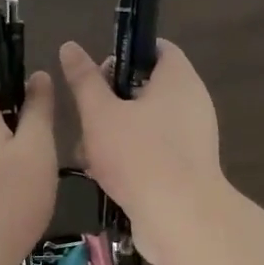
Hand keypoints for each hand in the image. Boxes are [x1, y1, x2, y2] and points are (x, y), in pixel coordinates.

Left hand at [0, 66, 57, 264]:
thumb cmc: (8, 196)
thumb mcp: (37, 148)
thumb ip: (38, 110)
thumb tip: (37, 78)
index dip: (4, 77)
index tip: (32, 98)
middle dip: (11, 116)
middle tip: (43, 139)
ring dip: (8, 148)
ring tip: (37, 170)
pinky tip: (21, 197)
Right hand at [58, 38, 224, 264]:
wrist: (180, 218)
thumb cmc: (138, 155)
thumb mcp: (100, 114)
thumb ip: (84, 81)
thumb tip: (70, 47)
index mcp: (178, 78)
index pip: (156, 48)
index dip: (124, 54)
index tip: (97, 74)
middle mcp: (192, 103)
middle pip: (147, 89)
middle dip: (110, 103)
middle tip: (85, 118)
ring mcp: (193, 138)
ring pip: (146, 124)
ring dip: (113, 135)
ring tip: (86, 154)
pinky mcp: (188, 169)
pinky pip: (155, 151)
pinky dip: (130, 158)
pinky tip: (103, 177)